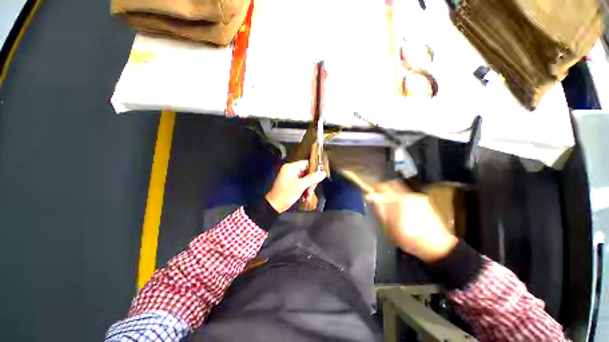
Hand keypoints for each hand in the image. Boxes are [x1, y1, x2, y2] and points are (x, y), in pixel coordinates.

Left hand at [266, 160, 326, 212]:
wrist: (274, 206)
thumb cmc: (286, 194)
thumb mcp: (300, 186)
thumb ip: (312, 178)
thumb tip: (323, 173)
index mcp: (291, 167)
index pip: (307, 163)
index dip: (315, 170)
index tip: (320, 177)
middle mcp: (291, 170)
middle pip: (307, 172)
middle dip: (311, 182)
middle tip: (311, 191)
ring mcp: (290, 176)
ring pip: (305, 179)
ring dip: (308, 188)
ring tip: (308, 196)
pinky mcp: (291, 183)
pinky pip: (301, 183)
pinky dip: (304, 190)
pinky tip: (305, 197)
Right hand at [366, 181, 457, 262]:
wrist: (439, 246)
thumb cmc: (411, 239)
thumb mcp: (391, 227)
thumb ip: (381, 209)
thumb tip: (373, 197)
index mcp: (400, 200)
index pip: (382, 187)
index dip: (373, 190)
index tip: (368, 196)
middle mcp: (409, 195)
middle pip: (392, 185)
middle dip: (383, 190)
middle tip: (378, 200)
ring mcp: (418, 197)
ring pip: (399, 190)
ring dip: (392, 195)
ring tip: (390, 208)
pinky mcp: (424, 201)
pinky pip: (407, 195)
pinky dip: (400, 199)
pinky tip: (402, 210)